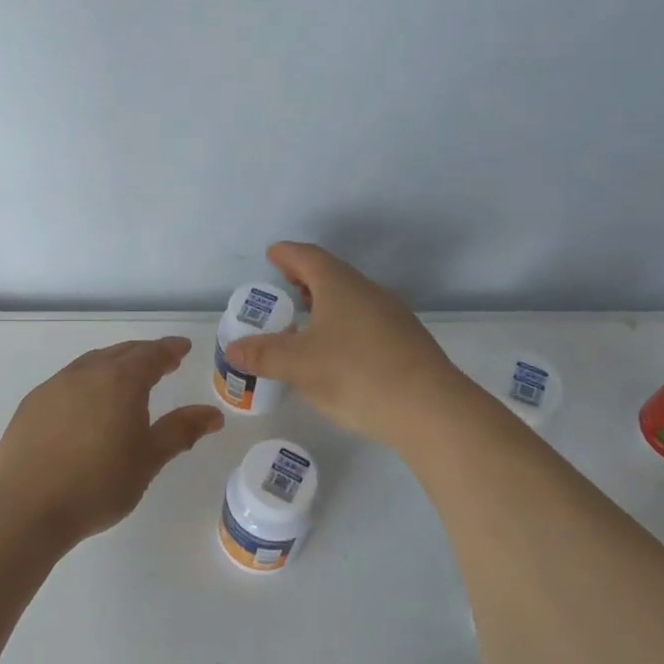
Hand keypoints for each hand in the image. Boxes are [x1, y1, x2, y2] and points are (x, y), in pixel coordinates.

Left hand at [0, 337, 224, 542]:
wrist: (27, 508)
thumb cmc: (99, 484)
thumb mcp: (148, 460)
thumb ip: (181, 431)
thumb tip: (213, 414)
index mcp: (120, 381)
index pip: (152, 354)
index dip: (170, 349)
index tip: (183, 348)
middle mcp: (86, 373)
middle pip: (121, 353)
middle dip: (144, 354)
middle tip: (162, 362)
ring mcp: (54, 386)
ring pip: (91, 363)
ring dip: (113, 364)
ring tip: (125, 379)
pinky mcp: (32, 404)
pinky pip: (67, 381)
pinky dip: (86, 382)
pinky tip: (86, 403)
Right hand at [223, 242, 468, 448]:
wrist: (430, 409)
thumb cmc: (356, 374)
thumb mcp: (298, 365)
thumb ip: (262, 355)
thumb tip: (232, 348)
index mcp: (340, 286)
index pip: (308, 257)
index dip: (287, 254)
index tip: (272, 254)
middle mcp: (369, 292)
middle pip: (333, 275)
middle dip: (306, 279)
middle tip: (285, 288)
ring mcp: (393, 317)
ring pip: (352, 300)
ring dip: (327, 304)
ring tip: (307, 322)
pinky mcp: (407, 343)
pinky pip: (367, 322)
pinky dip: (344, 326)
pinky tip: (338, 353)